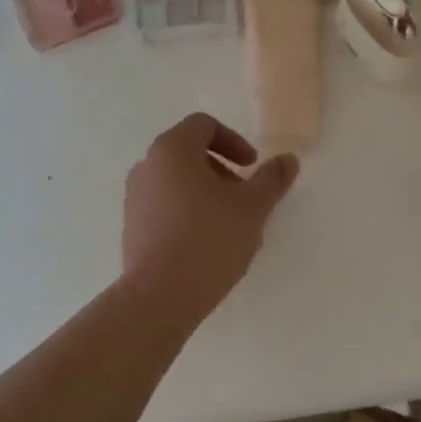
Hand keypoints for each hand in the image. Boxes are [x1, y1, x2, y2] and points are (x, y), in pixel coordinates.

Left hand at [123, 114, 300, 316]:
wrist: (161, 295)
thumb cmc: (210, 239)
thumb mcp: (253, 207)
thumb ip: (272, 179)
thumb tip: (288, 160)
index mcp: (172, 150)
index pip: (204, 125)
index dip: (234, 141)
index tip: (252, 168)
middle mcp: (147, 167)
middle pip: (188, 153)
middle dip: (221, 169)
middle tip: (243, 197)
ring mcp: (134, 199)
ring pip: (176, 182)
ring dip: (205, 193)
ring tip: (228, 224)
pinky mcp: (132, 228)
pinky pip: (164, 208)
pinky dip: (187, 213)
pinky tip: (206, 244)